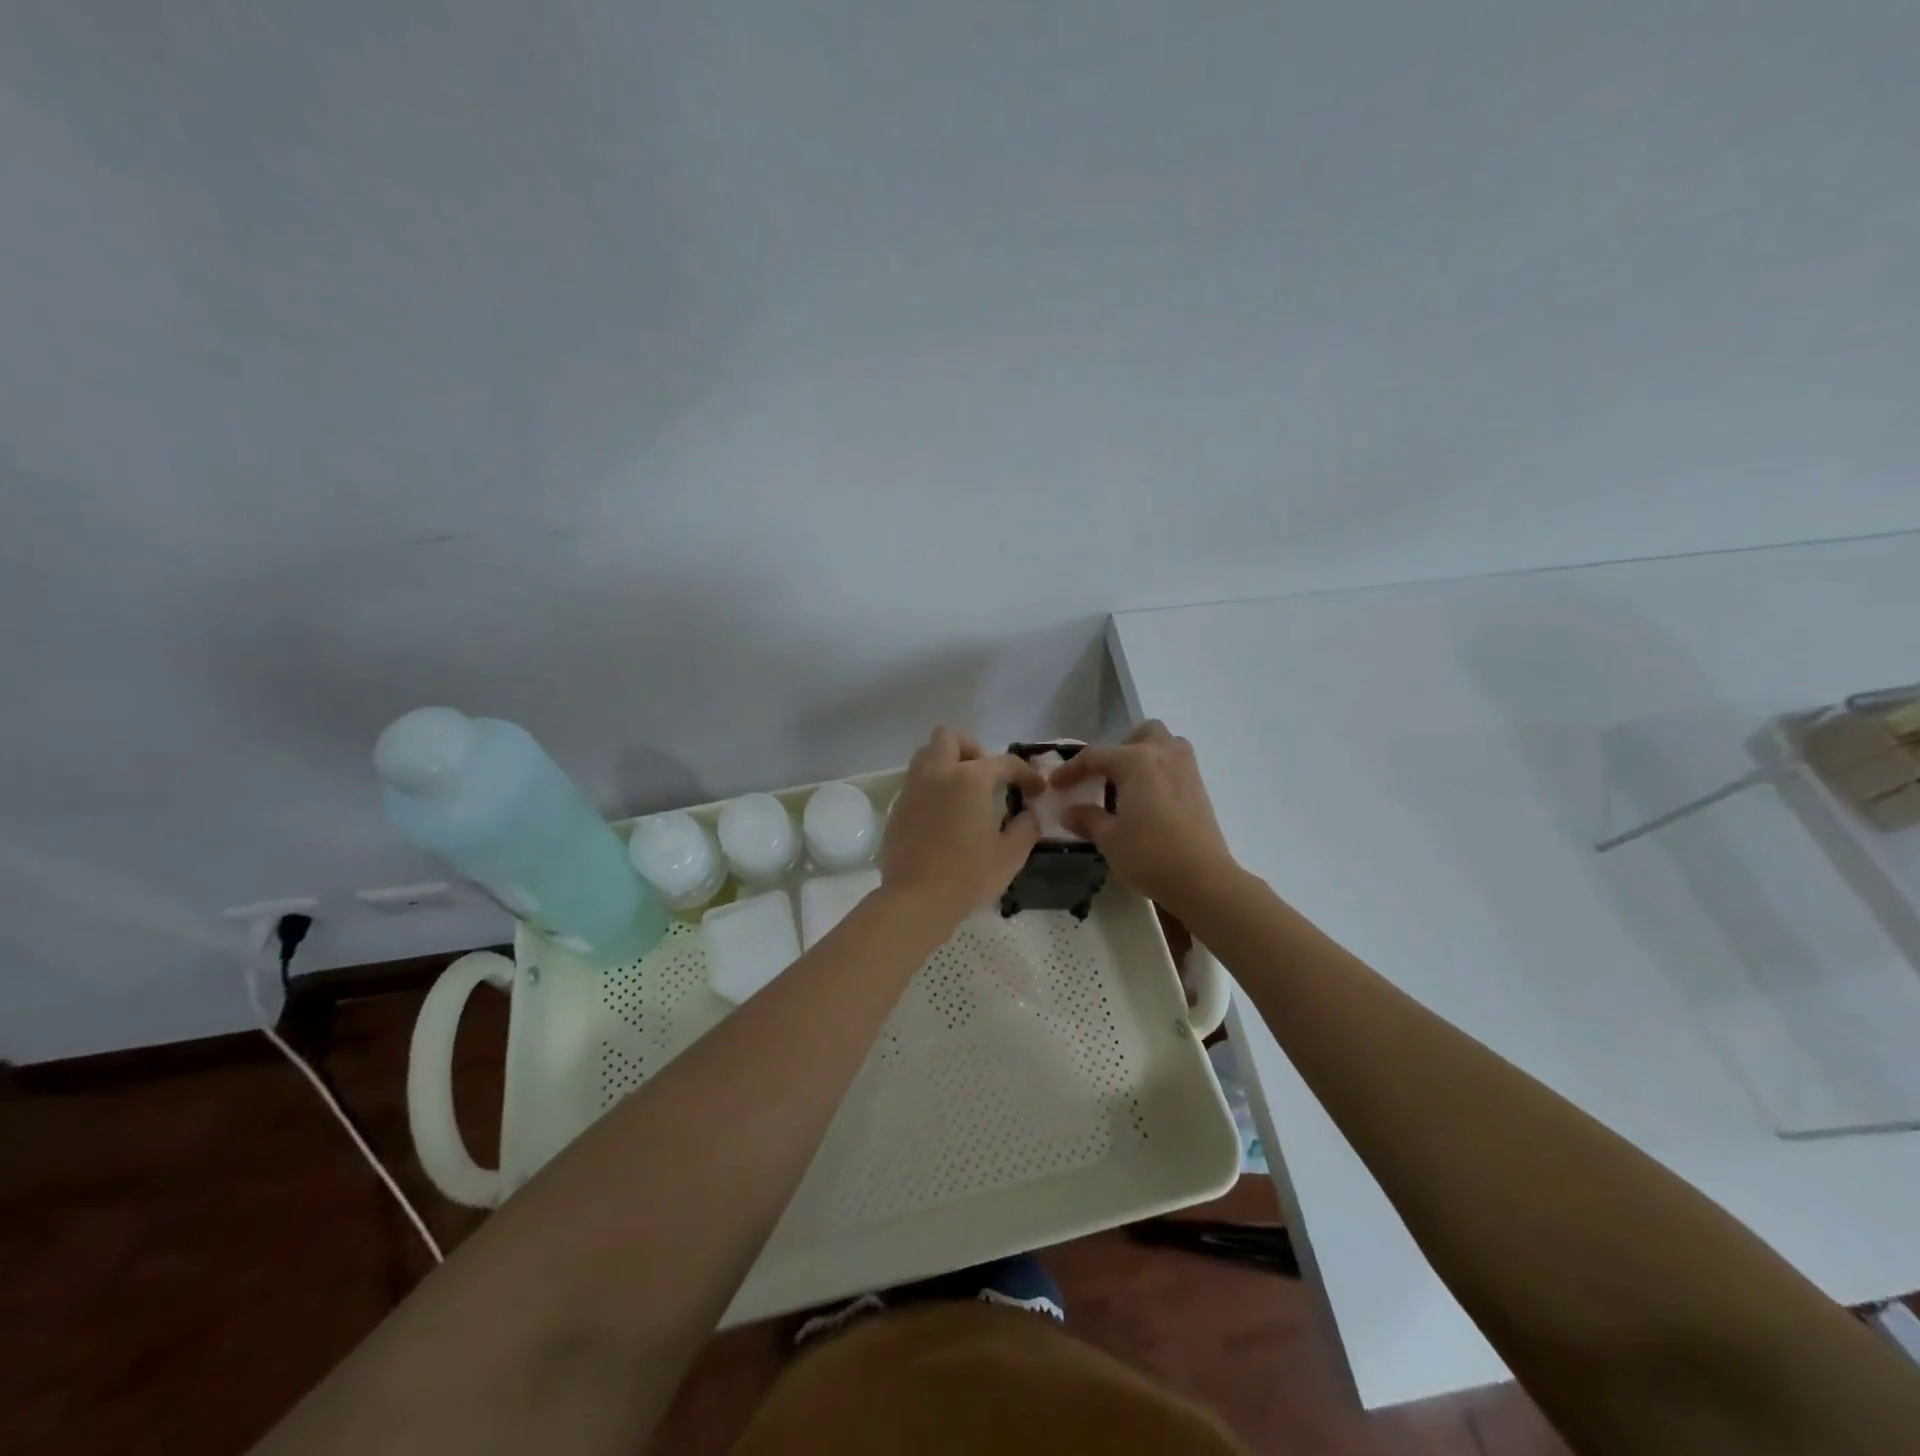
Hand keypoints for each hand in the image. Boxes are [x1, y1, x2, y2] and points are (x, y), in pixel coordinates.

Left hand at [882, 728, 1047, 927]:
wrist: (915, 901)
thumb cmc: (968, 876)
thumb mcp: (1010, 855)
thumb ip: (1027, 827)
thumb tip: (1031, 814)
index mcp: (969, 779)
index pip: (1004, 762)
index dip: (1025, 774)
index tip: (1036, 790)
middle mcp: (938, 774)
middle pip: (949, 738)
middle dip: (971, 749)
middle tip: (987, 777)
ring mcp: (913, 789)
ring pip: (926, 755)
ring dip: (947, 764)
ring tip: (965, 793)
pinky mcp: (897, 809)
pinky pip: (916, 783)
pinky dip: (932, 787)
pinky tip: (944, 816)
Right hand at [1050, 721, 1238, 915]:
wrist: (1203, 880)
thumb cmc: (1150, 855)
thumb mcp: (1109, 838)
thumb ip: (1087, 819)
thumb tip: (1068, 812)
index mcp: (1136, 761)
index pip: (1094, 756)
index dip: (1071, 770)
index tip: (1055, 786)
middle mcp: (1163, 754)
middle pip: (1139, 734)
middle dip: (1119, 750)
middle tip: (1104, 778)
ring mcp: (1186, 769)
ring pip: (1163, 745)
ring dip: (1144, 756)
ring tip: (1128, 786)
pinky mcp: (1200, 787)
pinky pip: (1175, 765)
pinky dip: (1159, 772)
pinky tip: (1148, 802)